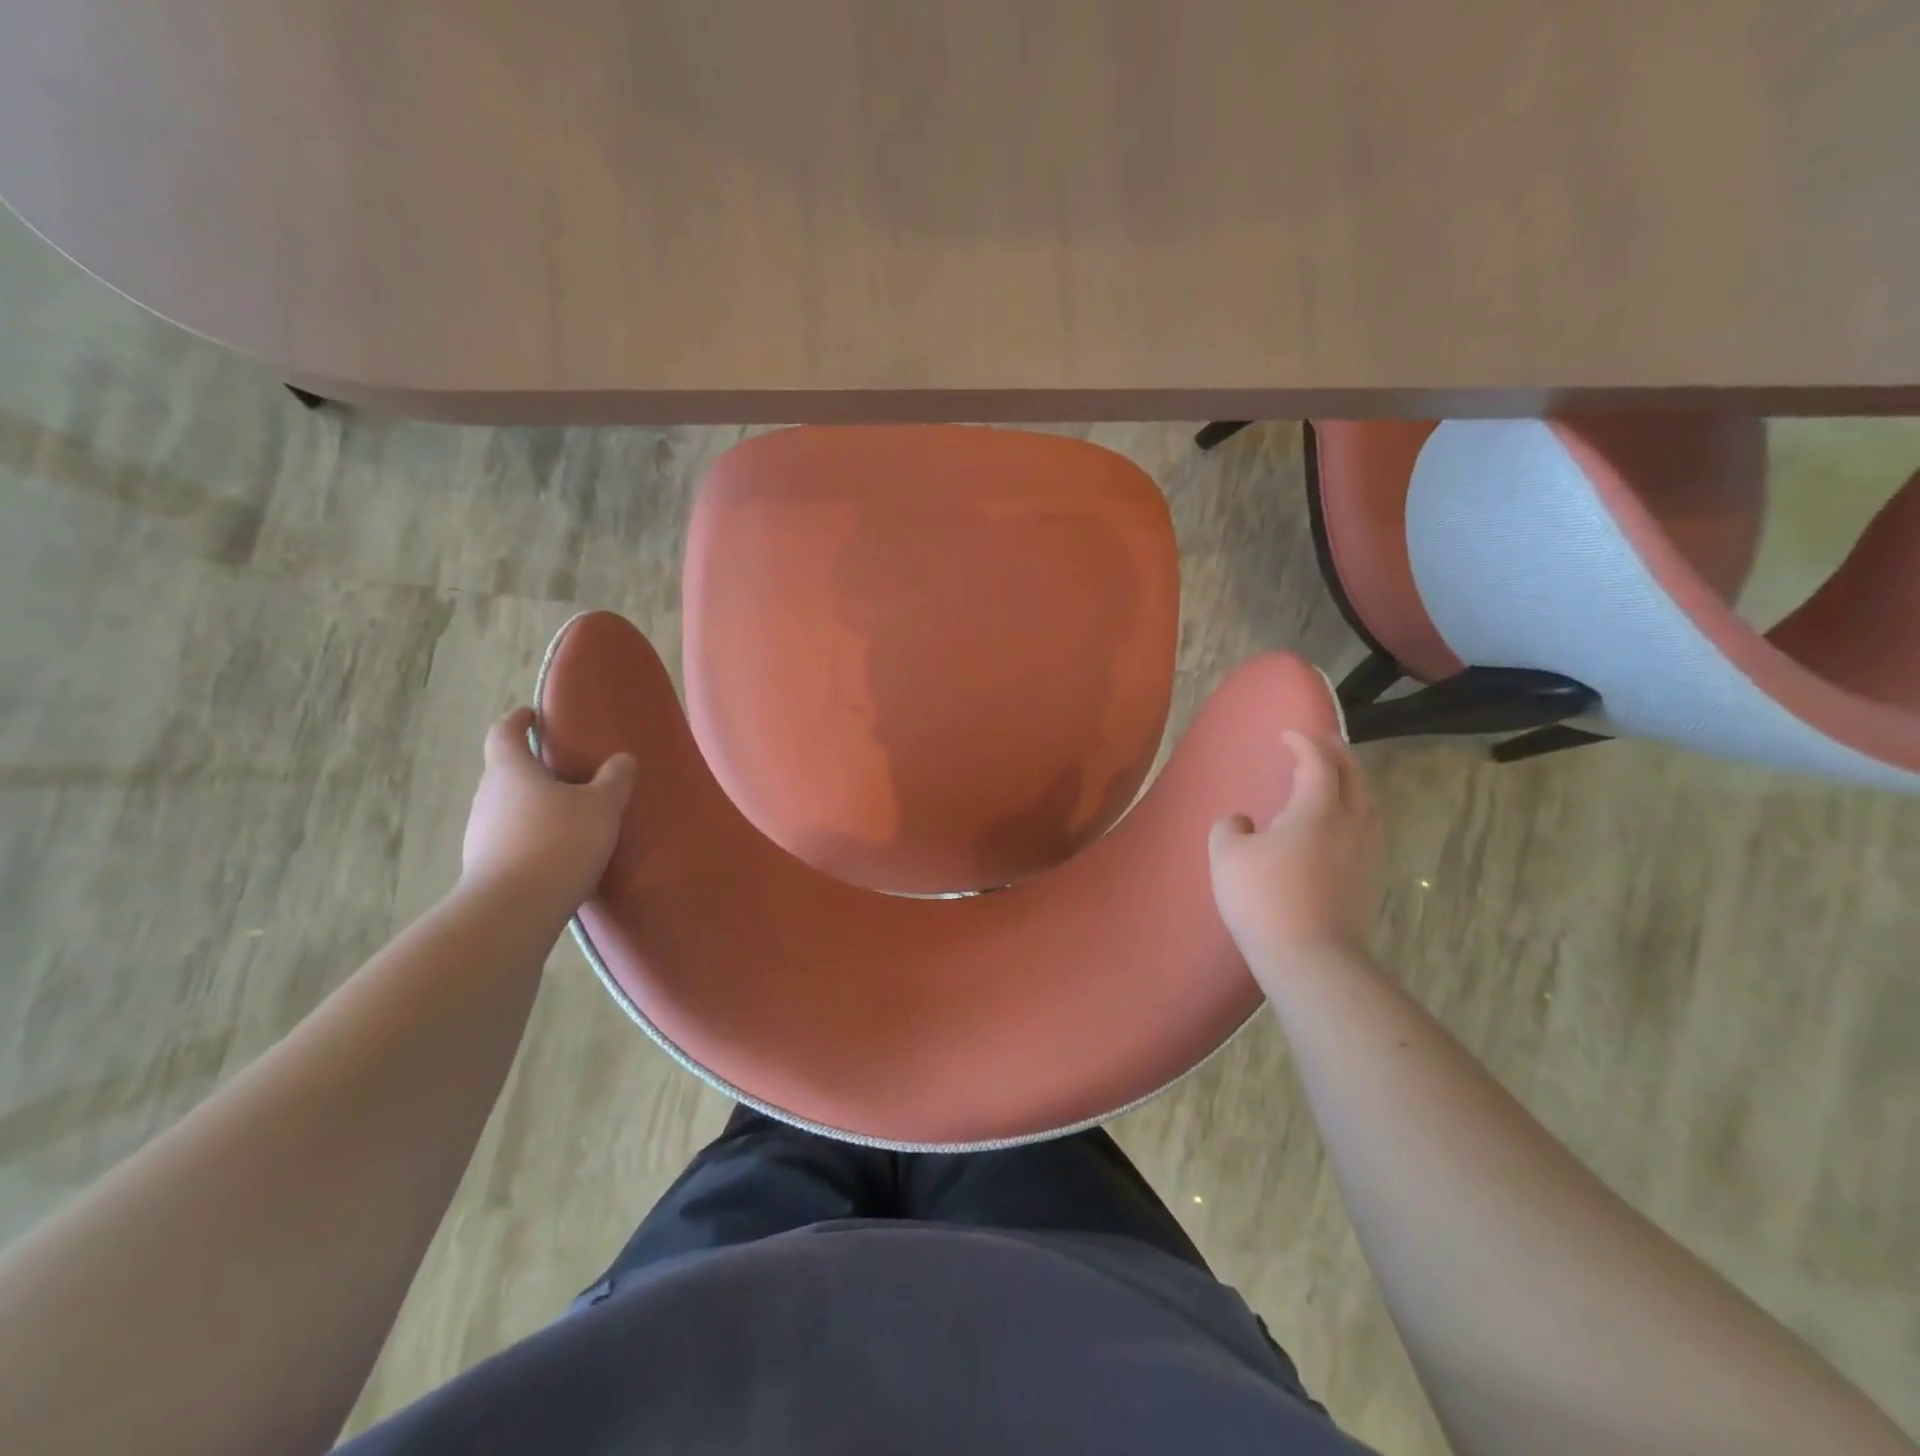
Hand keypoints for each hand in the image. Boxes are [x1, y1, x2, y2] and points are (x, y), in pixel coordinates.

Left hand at [460, 707, 634, 913]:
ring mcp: (480, 832)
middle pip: (505, 771)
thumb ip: (614, 780)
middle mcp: (488, 795)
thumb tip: (623, 759)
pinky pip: (510, 838)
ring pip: (508, 807)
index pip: (503, 732)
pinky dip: (531, 836)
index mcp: (510, 770)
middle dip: (533, 768)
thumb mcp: (601, 806)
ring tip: (569, 814)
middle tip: (566, 770)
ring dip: (533, 805)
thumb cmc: (559, 842)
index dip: (517, 721)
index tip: (532, 715)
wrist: (514, 910)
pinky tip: (559, 851)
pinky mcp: (485, 865)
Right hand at [1208, 731, 1379, 972]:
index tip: (1288, 734)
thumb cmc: (1264, 898)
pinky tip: (1342, 827)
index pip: (1318, 762)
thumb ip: (1230, 827)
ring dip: (1354, 783)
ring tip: (1338, 779)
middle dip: (1339, 755)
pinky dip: (1357, 812)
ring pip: (1369, 804)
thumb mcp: (1228, 856)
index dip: (1304, 743)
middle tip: (1323, 743)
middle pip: (1354, 777)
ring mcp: (1368, 854)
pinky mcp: (1372, 881)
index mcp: (1318, 809)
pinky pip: (1369, 830)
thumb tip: (1242, 821)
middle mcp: (1351, 823)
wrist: (1311, 958)